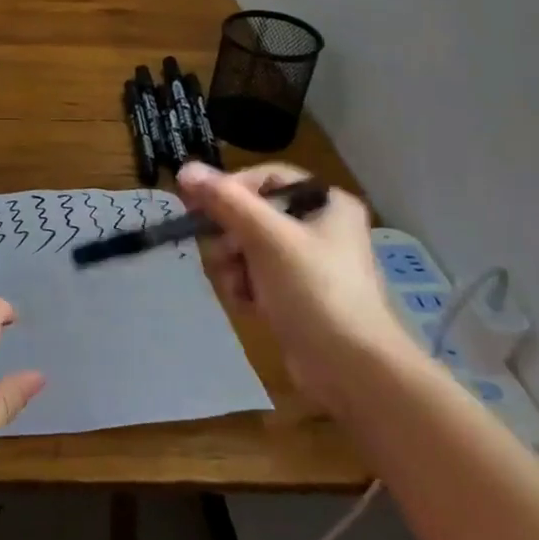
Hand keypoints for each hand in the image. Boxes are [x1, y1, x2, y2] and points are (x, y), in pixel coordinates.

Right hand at [177, 162, 420, 415]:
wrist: (352, 370)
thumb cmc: (315, 291)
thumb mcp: (267, 238)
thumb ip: (225, 201)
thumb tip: (185, 169)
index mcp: (326, 203)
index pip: (266, 177)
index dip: (231, 189)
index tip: (200, 208)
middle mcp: (319, 226)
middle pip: (252, 214)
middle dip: (231, 237)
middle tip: (225, 255)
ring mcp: (308, 263)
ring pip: (247, 247)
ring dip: (233, 266)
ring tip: (240, 288)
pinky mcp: (296, 294)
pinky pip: (255, 275)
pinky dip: (245, 287)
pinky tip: (248, 305)